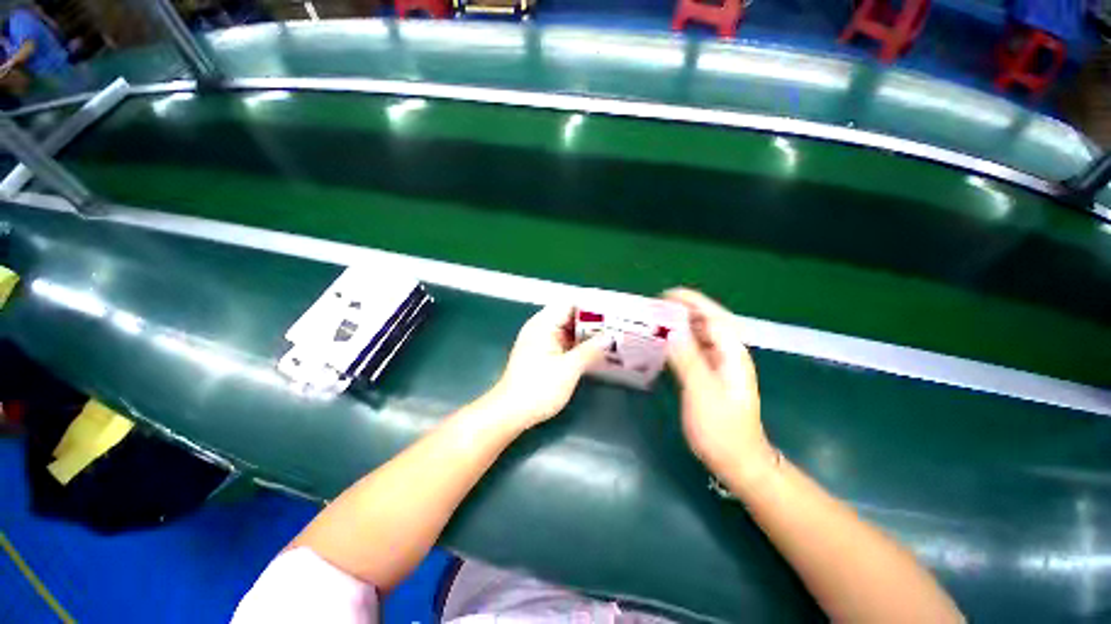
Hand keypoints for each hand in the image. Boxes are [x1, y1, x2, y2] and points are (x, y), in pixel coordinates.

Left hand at [488, 305, 606, 429]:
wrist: (511, 413)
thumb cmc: (538, 388)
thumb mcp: (568, 369)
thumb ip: (590, 350)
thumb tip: (609, 337)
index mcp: (543, 324)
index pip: (570, 304)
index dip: (591, 307)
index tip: (612, 312)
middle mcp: (541, 328)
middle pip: (570, 317)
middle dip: (593, 322)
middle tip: (617, 327)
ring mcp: (542, 342)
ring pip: (569, 332)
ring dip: (587, 335)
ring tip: (612, 338)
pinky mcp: (543, 355)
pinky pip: (565, 344)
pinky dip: (579, 346)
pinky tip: (596, 352)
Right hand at [664, 288, 777, 491]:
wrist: (738, 461)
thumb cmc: (722, 429)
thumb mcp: (702, 392)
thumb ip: (688, 359)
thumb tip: (672, 331)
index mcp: (731, 354)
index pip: (714, 317)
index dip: (693, 302)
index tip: (667, 295)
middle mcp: (728, 355)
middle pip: (708, 323)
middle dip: (684, 310)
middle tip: (656, 306)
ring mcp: (720, 366)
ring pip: (701, 336)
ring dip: (681, 324)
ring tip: (657, 320)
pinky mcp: (711, 377)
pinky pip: (695, 350)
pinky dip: (680, 341)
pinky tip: (665, 344)